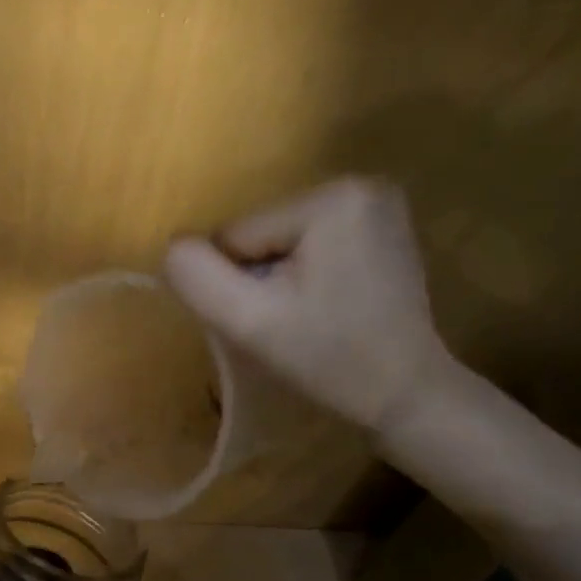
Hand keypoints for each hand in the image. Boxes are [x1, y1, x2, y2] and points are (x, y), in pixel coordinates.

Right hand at [163, 177, 455, 435]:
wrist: (406, 395)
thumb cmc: (330, 359)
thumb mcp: (250, 323)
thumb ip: (198, 278)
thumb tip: (173, 248)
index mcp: (331, 199)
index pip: (236, 236)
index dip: (237, 284)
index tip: (271, 319)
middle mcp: (359, 185)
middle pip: (260, 235)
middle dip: (260, 279)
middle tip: (289, 322)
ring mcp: (377, 205)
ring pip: (280, 242)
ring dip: (279, 280)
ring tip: (309, 317)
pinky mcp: (382, 228)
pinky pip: (310, 245)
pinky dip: (304, 276)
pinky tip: (328, 305)